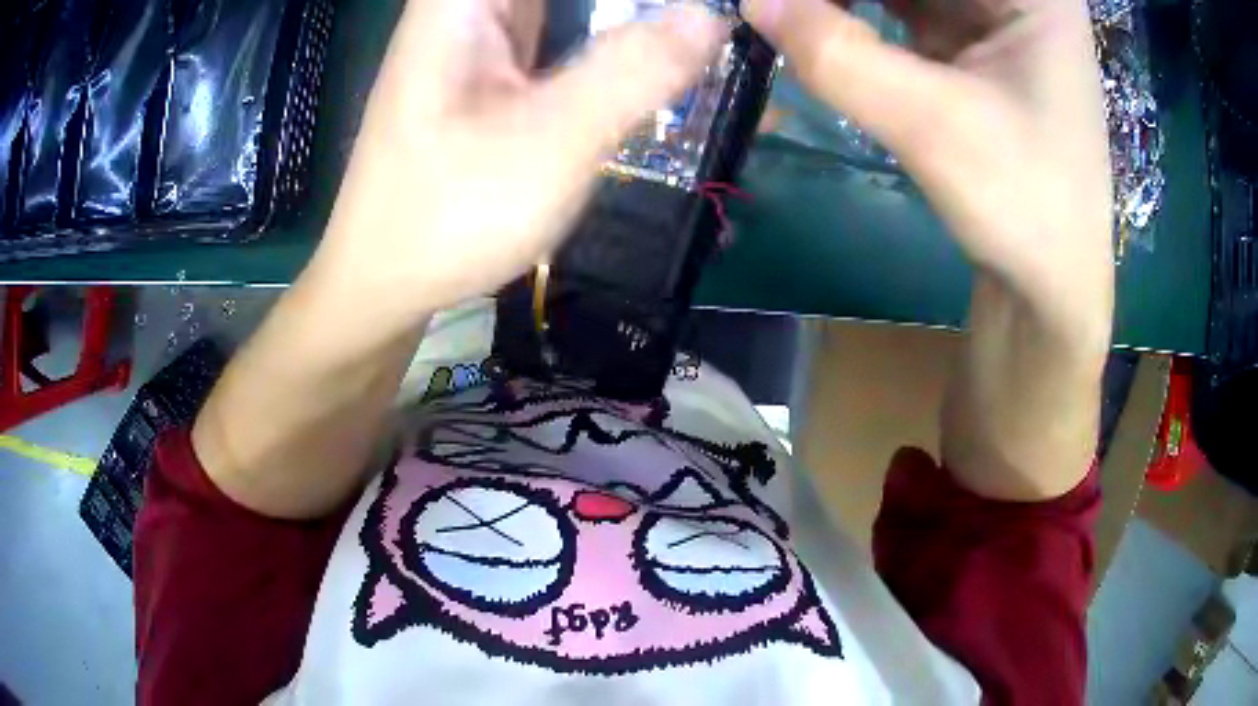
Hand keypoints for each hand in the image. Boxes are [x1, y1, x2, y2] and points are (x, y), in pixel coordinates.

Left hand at [307, 0, 725, 335]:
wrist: (383, 282)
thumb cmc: (446, 216)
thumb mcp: (548, 142)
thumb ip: (632, 70)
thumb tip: (711, 16)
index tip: (694, 14)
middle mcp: (474, 4)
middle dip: (648, 9)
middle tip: (709, 31)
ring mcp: (487, 35)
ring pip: (579, 7)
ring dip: (637, 21)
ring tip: (700, 46)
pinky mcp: (500, 68)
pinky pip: (570, 34)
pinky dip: (617, 44)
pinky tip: (662, 64)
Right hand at [743, 0, 1113, 347]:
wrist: (1050, 286)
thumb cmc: (1026, 209)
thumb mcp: (933, 126)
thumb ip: (838, 55)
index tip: (787, 3)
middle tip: (780, 10)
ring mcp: (994, 15)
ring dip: (844, 0)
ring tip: (792, 16)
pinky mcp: (971, 44)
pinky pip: (901, 6)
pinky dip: (856, 12)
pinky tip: (818, 23)